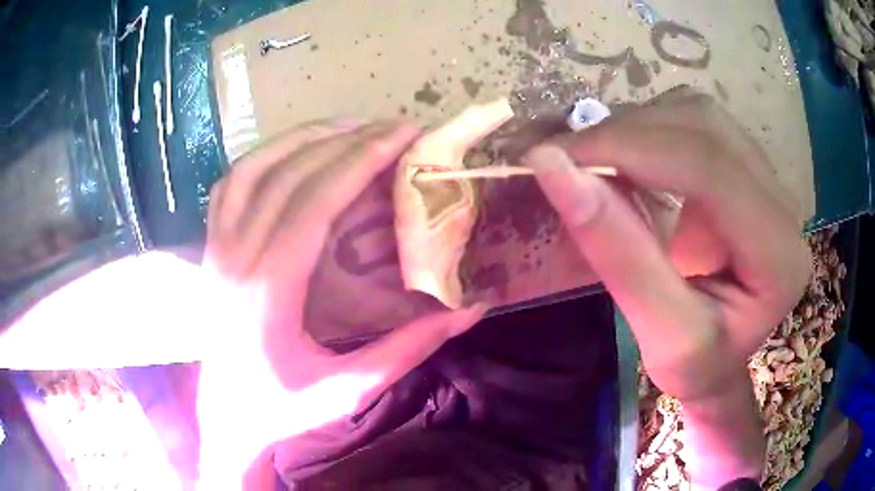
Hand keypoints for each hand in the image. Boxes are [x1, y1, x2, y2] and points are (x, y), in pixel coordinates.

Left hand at [198, 120, 486, 486]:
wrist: (226, 418)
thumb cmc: (282, 411)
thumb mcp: (348, 391)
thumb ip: (407, 349)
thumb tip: (468, 311)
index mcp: (268, 291)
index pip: (314, 201)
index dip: (361, 159)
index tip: (402, 135)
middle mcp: (235, 257)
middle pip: (287, 175)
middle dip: (344, 141)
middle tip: (390, 127)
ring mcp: (215, 249)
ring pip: (252, 168)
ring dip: (301, 139)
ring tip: (348, 127)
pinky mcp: (210, 250)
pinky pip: (230, 185)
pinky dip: (263, 157)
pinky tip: (293, 152)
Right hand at [523, 87, 809, 484]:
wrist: (722, 360)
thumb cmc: (697, 367)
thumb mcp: (660, 334)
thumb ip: (619, 255)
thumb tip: (553, 168)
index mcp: (779, 256)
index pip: (710, 169)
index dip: (630, 148)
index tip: (553, 155)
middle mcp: (783, 203)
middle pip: (704, 128)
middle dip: (626, 134)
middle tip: (563, 157)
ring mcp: (768, 178)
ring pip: (697, 115)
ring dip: (635, 128)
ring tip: (591, 161)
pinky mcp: (747, 168)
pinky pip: (695, 123)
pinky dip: (648, 130)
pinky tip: (625, 159)